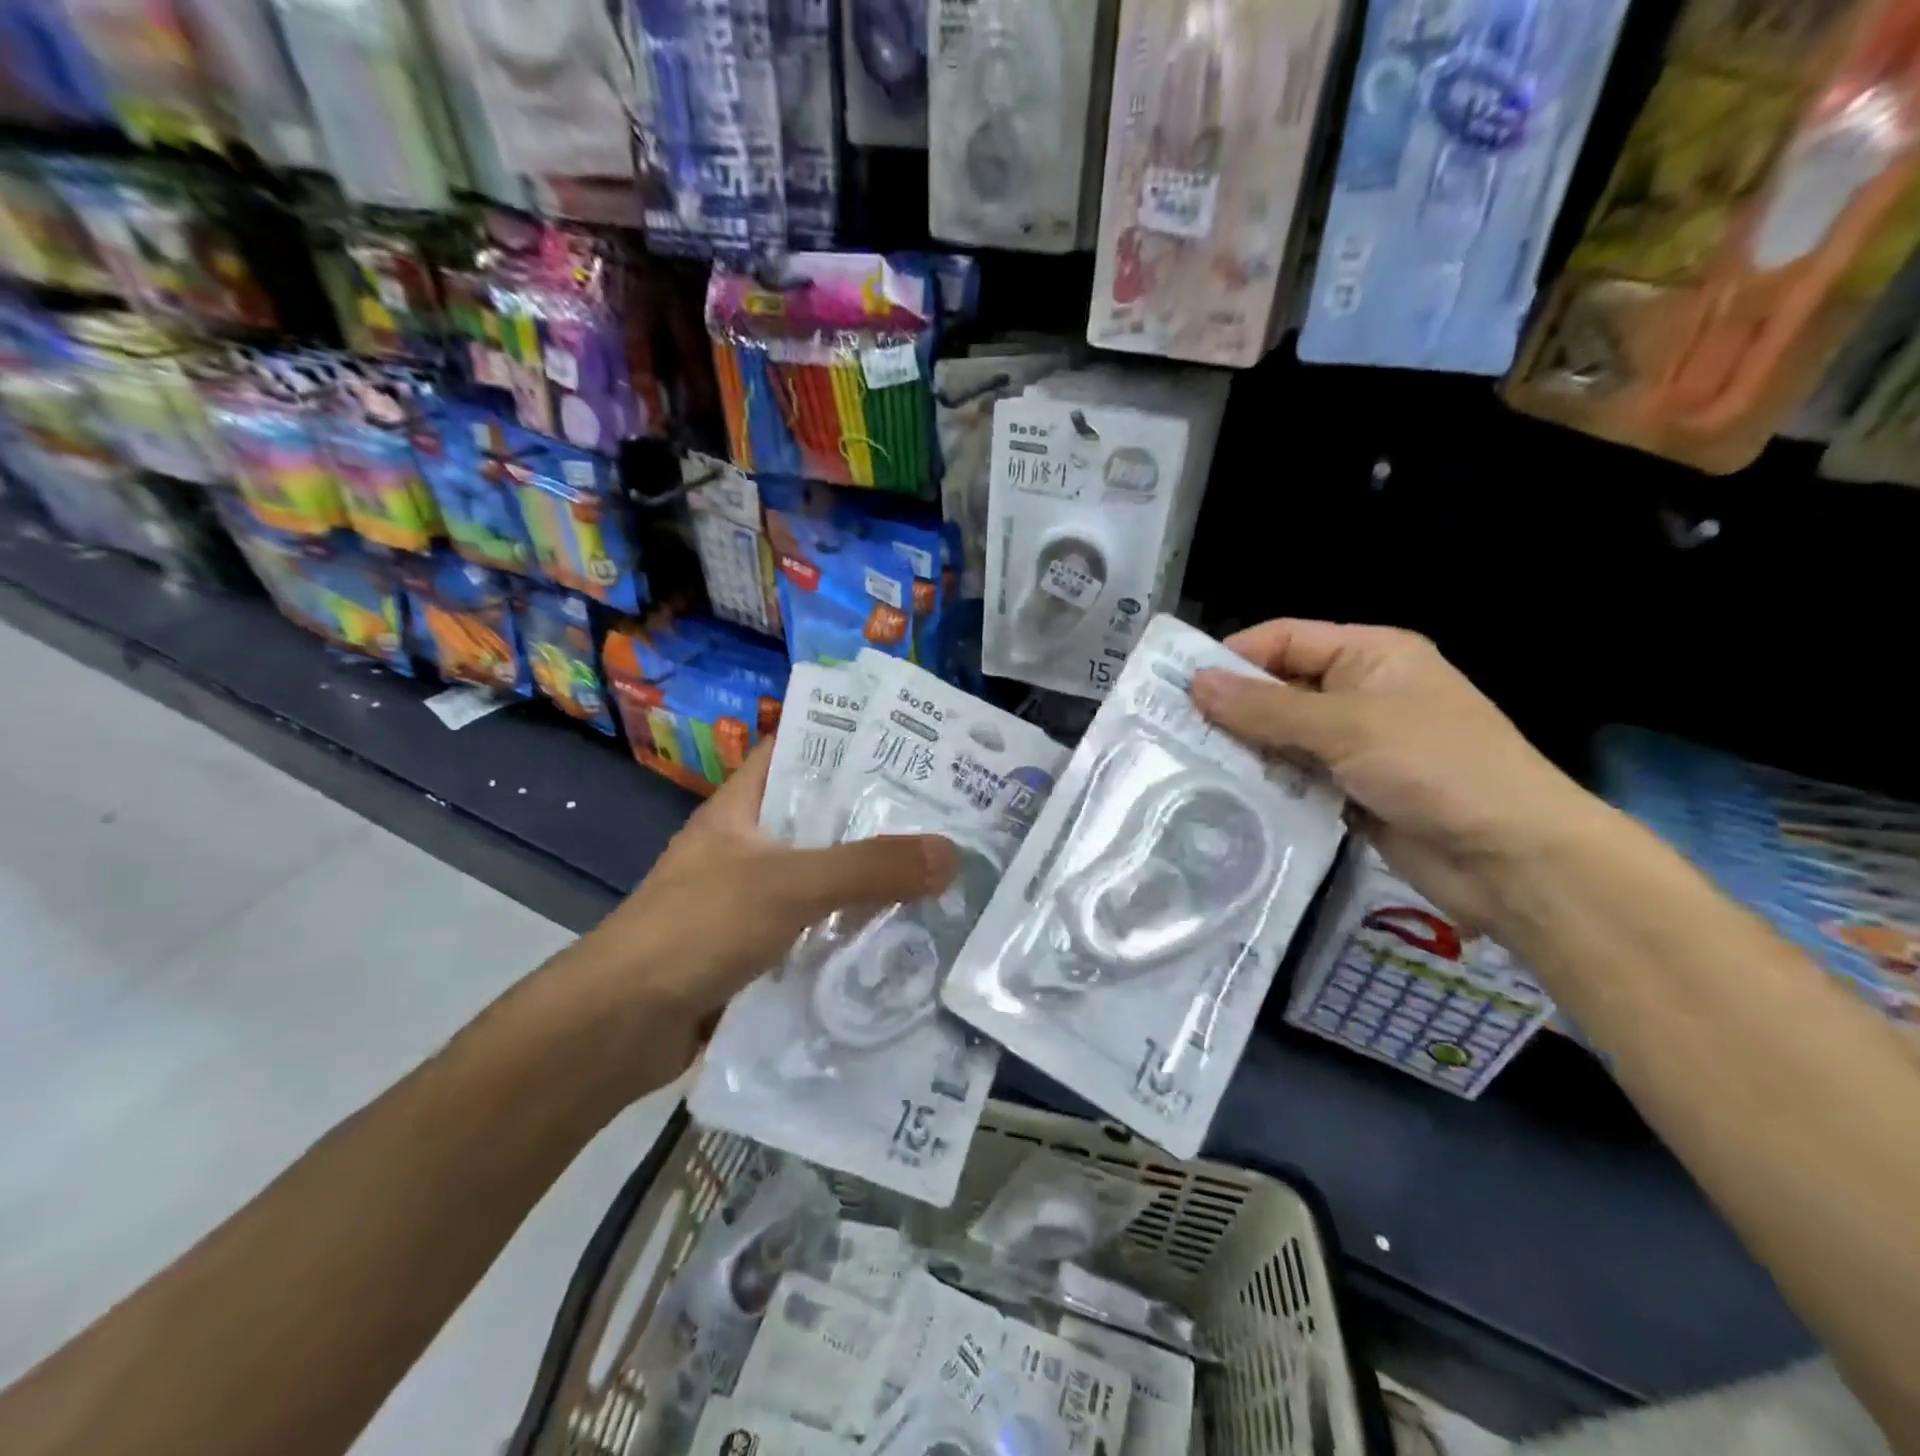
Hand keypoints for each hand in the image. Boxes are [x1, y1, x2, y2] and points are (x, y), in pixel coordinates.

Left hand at [555, 740, 958, 1081]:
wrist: (619, 1027)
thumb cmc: (697, 929)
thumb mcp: (788, 885)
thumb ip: (869, 868)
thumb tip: (950, 854)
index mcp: (742, 808)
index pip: (796, 751)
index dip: (847, 741)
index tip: (909, 745)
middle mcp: (747, 846)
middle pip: (820, 818)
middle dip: (876, 816)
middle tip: (943, 813)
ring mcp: (750, 899)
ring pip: (823, 876)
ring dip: (869, 878)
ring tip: (937, 871)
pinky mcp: (757, 948)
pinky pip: (816, 926)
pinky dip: (851, 928)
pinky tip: (899, 933)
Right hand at [1190, 619, 1602, 930]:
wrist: (1512, 860)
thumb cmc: (1437, 768)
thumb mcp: (1348, 727)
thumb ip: (1267, 708)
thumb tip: (1195, 684)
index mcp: (1370, 655)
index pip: (1285, 639)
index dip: (1233, 656)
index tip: (1178, 684)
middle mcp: (1358, 693)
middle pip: (1277, 688)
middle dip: (1230, 707)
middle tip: (1168, 727)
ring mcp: (1353, 746)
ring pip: (1280, 736)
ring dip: (1242, 748)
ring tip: (1183, 761)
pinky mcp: (1347, 791)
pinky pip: (1292, 777)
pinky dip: (1263, 782)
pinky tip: (1222, 793)